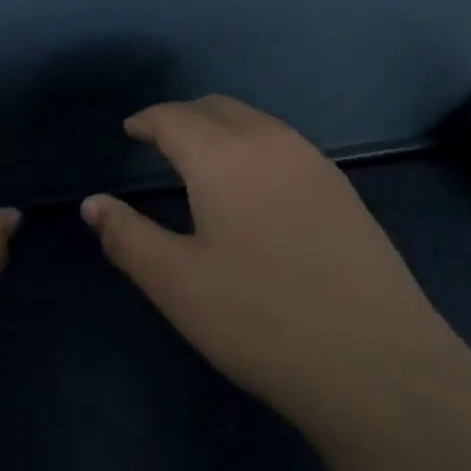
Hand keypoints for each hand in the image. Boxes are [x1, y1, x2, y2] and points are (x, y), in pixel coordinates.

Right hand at [82, 95, 454, 446]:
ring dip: (222, 128)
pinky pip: (284, 145)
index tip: (130, 130)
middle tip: (160, 141)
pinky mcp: (342, 189)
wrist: (377, 362)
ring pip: (256, 122)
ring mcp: (314, 162)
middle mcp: (270, 142)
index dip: (147, 120)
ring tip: (202, 160)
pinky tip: (254, 187)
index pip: (175, 117)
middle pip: (218, 108)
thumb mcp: (178, 284)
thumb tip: (92, 203)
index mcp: (224, 156)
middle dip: (184, 117)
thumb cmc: (261, 319)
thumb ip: (127, 237)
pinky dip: (254, 146)